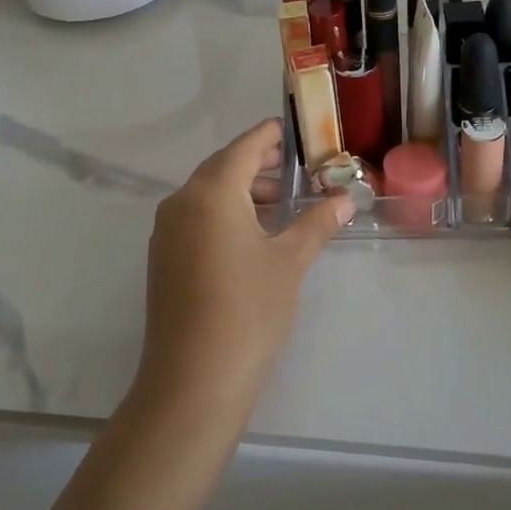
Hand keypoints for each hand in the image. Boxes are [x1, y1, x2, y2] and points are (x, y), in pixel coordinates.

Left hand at [135, 121, 350, 419]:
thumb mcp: (289, 262)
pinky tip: (253, 232)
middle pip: (224, 166)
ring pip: (208, 192)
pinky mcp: (164, 256)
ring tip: (283, 201)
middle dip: (260, 163)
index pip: (245, 147)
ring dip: (244, 189)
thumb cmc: (248, 310)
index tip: (296, 129)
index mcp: (212, 192)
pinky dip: (225, 212)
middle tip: (298, 166)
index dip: (271, 135)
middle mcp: (182, 201)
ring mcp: (167, 230)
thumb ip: (317, 223)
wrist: (193, 380)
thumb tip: (346, 199)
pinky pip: (197, 216)